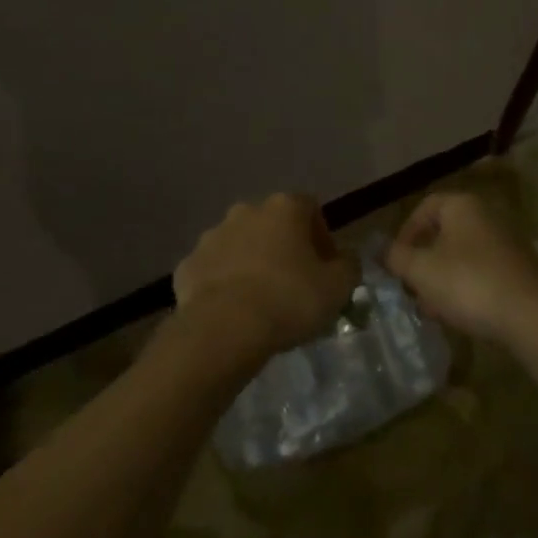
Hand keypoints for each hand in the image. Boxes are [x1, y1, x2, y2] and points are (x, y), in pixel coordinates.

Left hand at [173, 193, 358, 361]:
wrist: (223, 329)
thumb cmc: (289, 300)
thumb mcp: (338, 287)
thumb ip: (349, 265)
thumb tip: (345, 259)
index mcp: (284, 208)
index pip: (310, 208)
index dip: (322, 236)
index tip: (326, 268)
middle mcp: (246, 211)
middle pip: (272, 224)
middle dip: (284, 248)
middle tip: (294, 284)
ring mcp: (212, 235)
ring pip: (240, 244)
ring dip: (252, 263)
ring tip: (262, 301)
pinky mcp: (188, 264)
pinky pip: (213, 270)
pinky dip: (224, 284)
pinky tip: (233, 312)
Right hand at [385, 191, 537, 344]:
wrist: (532, 317)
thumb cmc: (468, 283)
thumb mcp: (421, 270)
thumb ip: (396, 257)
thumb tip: (383, 250)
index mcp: (462, 205)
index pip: (425, 207)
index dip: (405, 232)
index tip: (396, 261)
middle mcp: (487, 215)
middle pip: (444, 233)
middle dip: (424, 261)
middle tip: (412, 287)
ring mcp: (507, 243)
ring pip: (463, 256)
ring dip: (443, 278)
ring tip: (432, 308)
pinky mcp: (521, 270)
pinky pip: (483, 272)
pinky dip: (466, 288)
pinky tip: (459, 314)